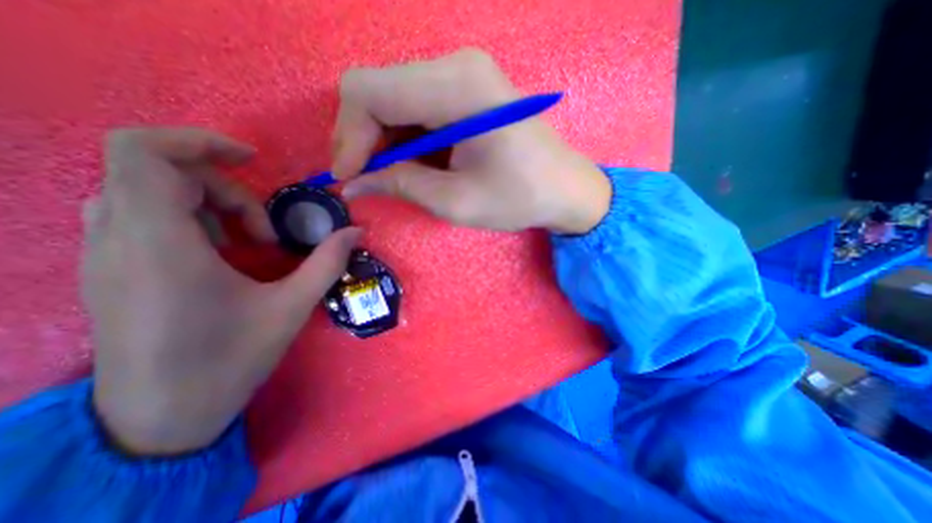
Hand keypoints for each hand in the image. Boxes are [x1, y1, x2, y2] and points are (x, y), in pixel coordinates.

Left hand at [83, 128, 359, 455]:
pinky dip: (188, 220)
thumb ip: (327, 262)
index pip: (143, 153)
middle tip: (265, 229)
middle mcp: (118, 240)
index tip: (250, 159)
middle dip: (224, 188)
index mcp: (161, 245)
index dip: (197, 141)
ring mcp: (106, 256)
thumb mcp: (291, 307)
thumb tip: (356, 232)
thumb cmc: (229, 360)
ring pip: (145, 192)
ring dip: (207, 204)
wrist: (161, 419)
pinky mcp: (111, 271)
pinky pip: (139, 217)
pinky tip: (222, 255)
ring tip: (247, 241)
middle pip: (157, 172)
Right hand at [334, 49, 612, 235]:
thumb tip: (353, 184)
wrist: (563, 187)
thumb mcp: (456, 201)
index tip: (350, 177)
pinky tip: (413, 162)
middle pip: (377, 89)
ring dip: (383, 139)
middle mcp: (456, 65)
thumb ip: (400, 185)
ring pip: (394, 97)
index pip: (368, 91)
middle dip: (362, 138)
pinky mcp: (466, 89)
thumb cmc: (518, 198)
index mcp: (456, 87)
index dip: (348, 136)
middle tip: (365, 178)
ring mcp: (462, 73)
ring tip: (390, 176)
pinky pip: (416, 105)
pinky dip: (404, 136)